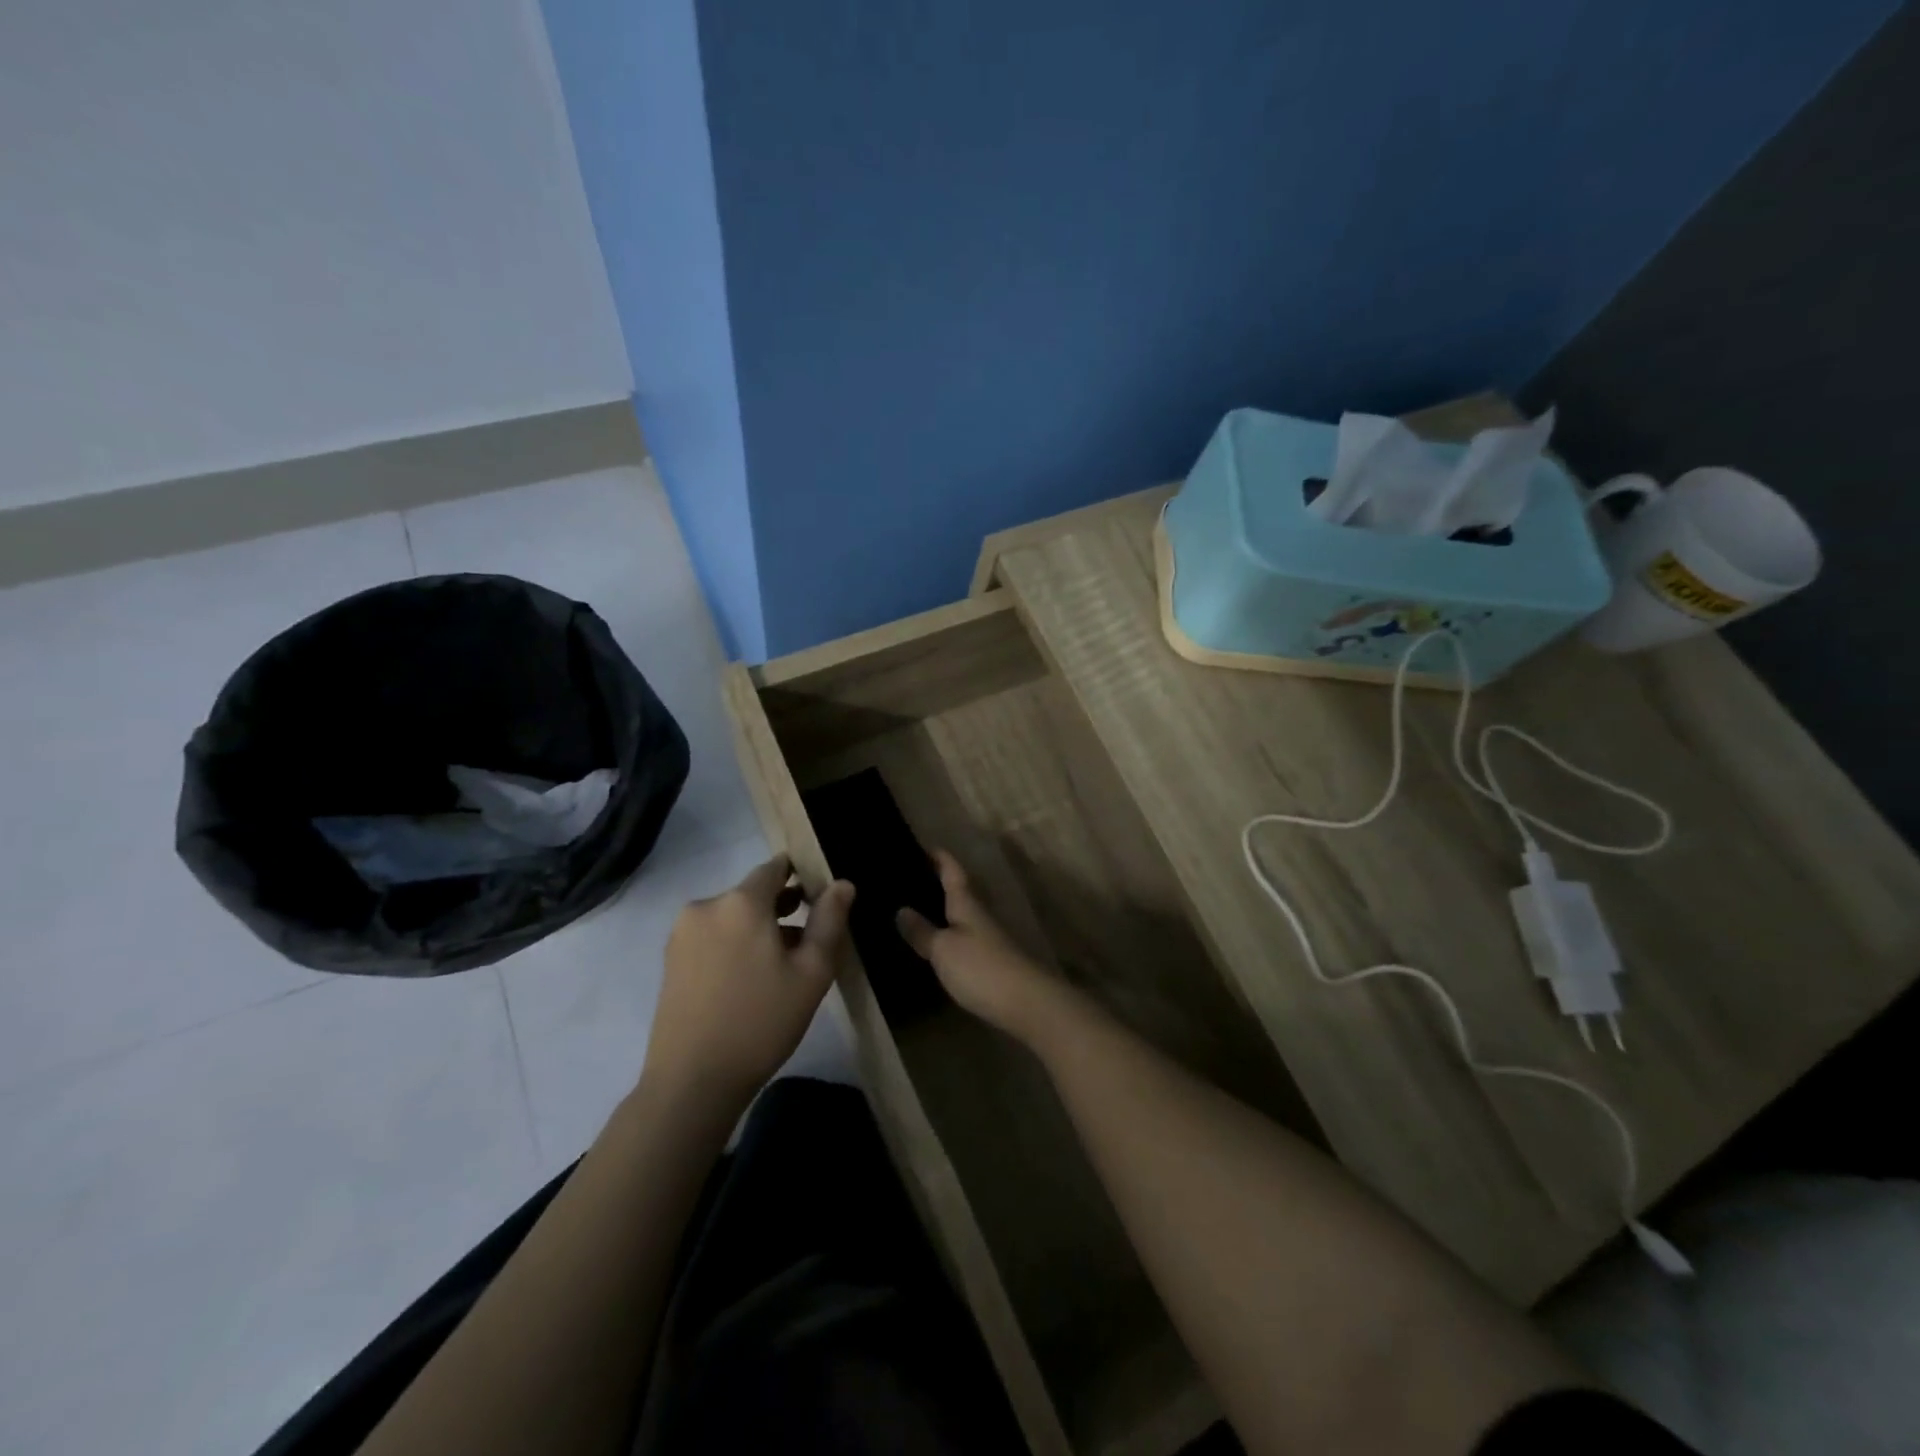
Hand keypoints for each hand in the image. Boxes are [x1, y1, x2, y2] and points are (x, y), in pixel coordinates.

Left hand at [647, 856, 853, 1106]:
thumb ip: (829, 921)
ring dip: (759, 928)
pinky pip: (713, 936)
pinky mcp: (670, 960)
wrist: (692, 1082)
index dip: (802, 875)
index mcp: (741, 902)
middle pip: (753, 893)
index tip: (822, 898)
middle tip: (810, 940)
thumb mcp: (811, 972)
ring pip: (733, 916)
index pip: (775, 867)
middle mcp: (706, 906)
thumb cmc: (761, 1022)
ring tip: (784, 965)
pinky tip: (751, 980)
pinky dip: (735, 944)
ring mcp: (682, 934)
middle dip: (783, 907)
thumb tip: (842, 884)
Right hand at [896, 850, 1075, 1042]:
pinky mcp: (990, 962)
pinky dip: (948, 934)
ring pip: (961, 915)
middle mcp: (979, 915)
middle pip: (959, 891)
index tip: (923, 845)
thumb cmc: (980, 967)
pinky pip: (964, 938)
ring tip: (915, 909)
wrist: (1025, 1003)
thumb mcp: (943, 949)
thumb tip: (901, 909)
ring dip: (942, 910)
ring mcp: (988, 939)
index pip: (953, 872)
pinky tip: (935, 944)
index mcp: (967, 904)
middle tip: (909, 877)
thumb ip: (922, 931)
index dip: (940, 858)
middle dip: (938, 882)